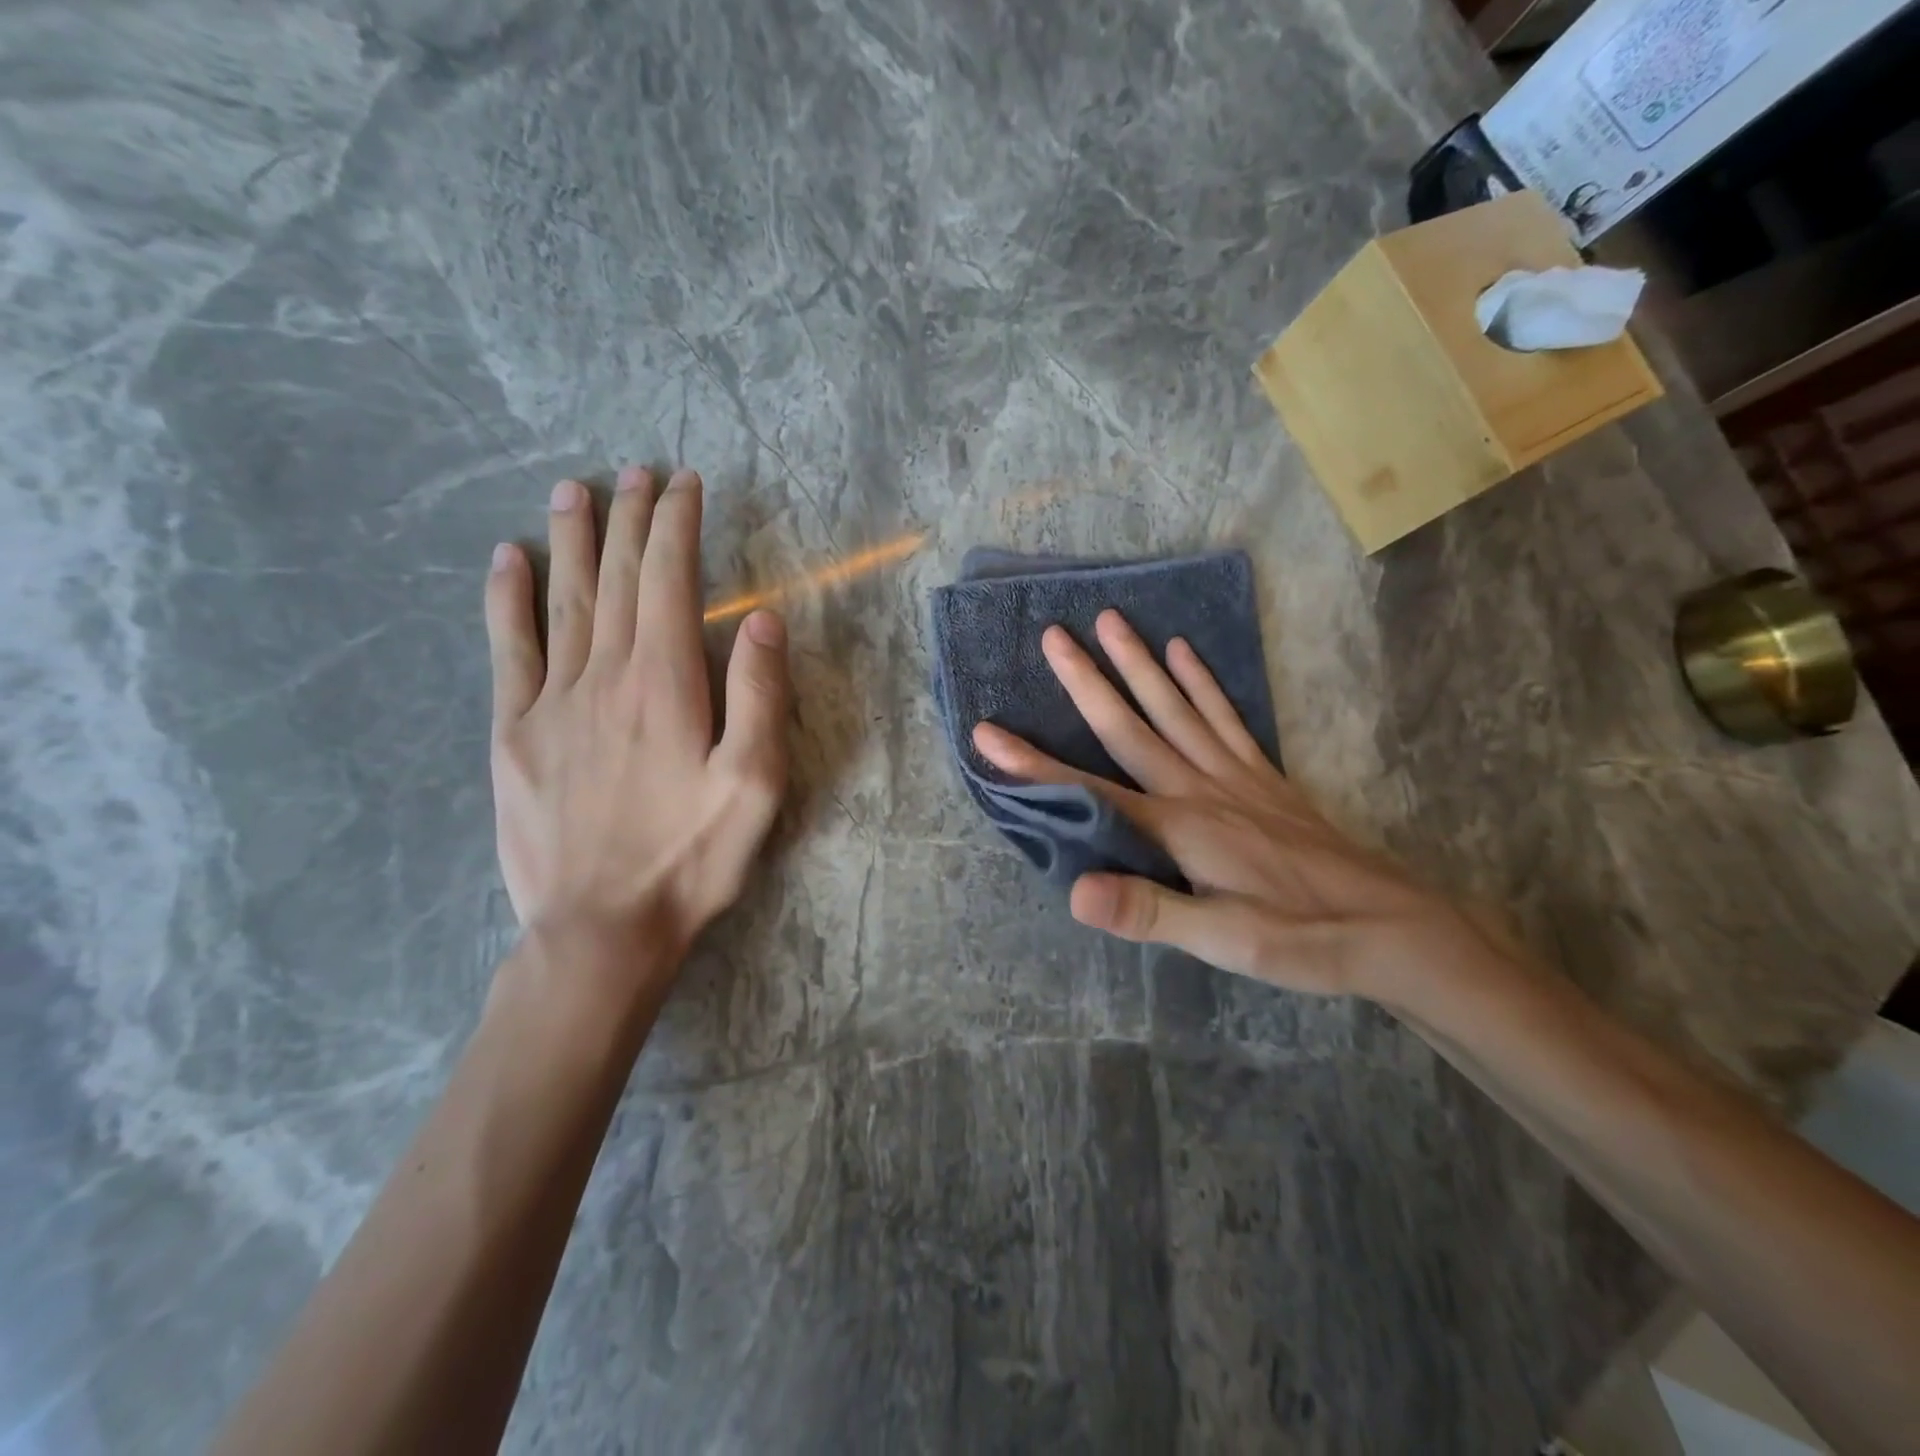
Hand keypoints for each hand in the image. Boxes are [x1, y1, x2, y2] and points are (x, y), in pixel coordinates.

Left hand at [484, 468, 790, 994]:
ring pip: (561, 600)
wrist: (601, 928)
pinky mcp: (513, 734)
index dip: (676, 526)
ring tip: (575, 490)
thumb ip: (759, 697)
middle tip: (636, 472)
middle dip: (629, 519)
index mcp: (664, 684)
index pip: (668, 581)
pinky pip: (507, 650)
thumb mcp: (755, 784)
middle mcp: (603, 676)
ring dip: (571, 540)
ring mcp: (550, 703)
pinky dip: (506, 600)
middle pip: (614, 578)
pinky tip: (505, 561)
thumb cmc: (692, 857)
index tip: (685, 484)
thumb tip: (761, 619)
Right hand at [971, 610, 1509, 1003]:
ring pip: (1176, 707)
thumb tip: (1075, 888)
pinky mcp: (1264, 777)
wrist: (1394, 928)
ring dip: (1139, 664)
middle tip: (1054, 634)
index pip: (1090, 790)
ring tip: (1111, 620)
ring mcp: (1235, 775)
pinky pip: (1226, 718)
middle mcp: (1200, 787)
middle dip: (1087, 681)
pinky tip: (1185, 653)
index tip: (988, 733)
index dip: (1034, 765)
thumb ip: (1148, 910)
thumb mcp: (1221, 941)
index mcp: (1179, 827)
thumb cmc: (1300, 938)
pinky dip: (1202, 682)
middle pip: (1132, 725)